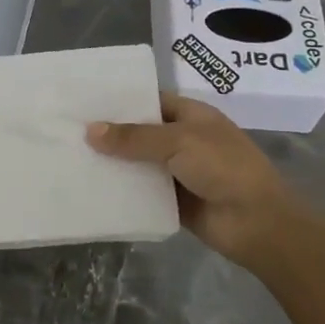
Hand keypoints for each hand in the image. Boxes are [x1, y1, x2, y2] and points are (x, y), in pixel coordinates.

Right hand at [87, 95, 323, 273]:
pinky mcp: (171, 200)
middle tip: (67, 129)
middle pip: (140, 132)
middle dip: (110, 132)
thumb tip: (90, 131)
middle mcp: (183, 140)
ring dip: (112, 163)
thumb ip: (134, 137)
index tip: (85, 101)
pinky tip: (90, 186)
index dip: (120, 100)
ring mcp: (177, 171)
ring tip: (70, 156)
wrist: (257, 223)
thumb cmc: (224, 168)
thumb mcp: (179, 142)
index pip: (150, 100)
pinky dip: (121, 189)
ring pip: (137, 162)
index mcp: (191, 115)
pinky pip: (141, 191)